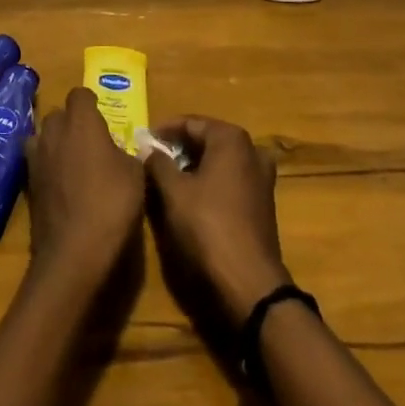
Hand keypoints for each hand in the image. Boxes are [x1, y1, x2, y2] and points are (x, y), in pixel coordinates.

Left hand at [23, 88, 144, 284]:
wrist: (74, 251)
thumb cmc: (112, 203)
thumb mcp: (135, 175)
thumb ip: (126, 153)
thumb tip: (119, 150)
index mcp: (81, 121)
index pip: (80, 94)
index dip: (91, 104)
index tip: (103, 119)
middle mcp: (53, 131)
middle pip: (58, 114)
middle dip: (72, 123)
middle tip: (90, 143)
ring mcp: (36, 157)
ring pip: (42, 136)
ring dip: (55, 143)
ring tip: (73, 162)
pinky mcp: (27, 183)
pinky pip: (37, 163)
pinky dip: (47, 168)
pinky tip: (62, 185)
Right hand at [144, 117, 290, 322]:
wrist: (249, 282)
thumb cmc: (208, 226)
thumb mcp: (174, 192)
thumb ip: (158, 163)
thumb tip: (147, 148)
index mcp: (231, 139)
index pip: (190, 123)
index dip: (164, 131)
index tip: (142, 141)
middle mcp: (251, 150)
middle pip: (207, 140)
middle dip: (179, 148)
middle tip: (152, 159)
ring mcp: (261, 177)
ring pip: (219, 161)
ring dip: (193, 166)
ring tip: (167, 178)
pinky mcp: (262, 202)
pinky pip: (230, 180)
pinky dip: (209, 182)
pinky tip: (190, 197)